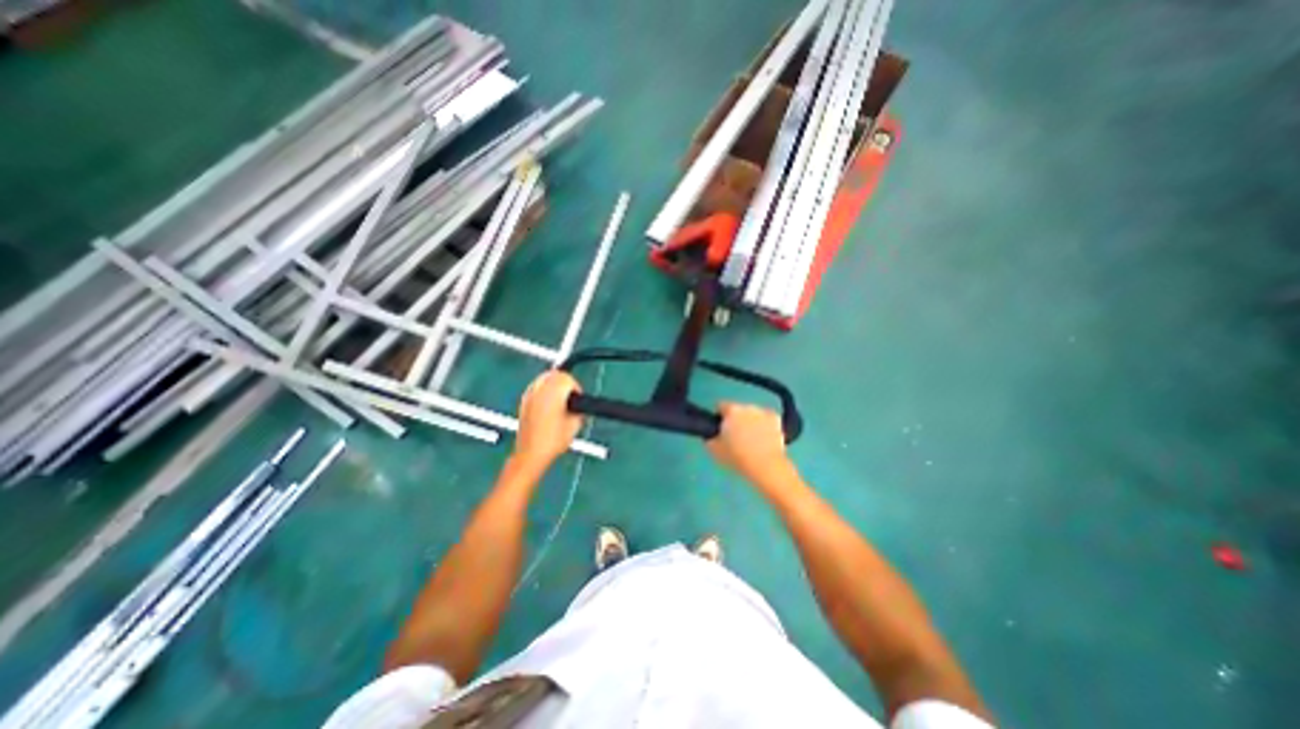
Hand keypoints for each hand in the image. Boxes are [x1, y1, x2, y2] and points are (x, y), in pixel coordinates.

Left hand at [515, 370, 584, 466]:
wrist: (531, 454)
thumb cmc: (554, 440)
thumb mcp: (575, 424)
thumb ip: (579, 408)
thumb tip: (579, 403)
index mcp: (553, 392)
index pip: (567, 378)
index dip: (576, 387)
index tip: (578, 399)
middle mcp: (539, 389)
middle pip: (554, 374)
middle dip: (565, 381)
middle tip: (571, 396)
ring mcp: (529, 394)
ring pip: (544, 377)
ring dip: (554, 383)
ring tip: (561, 399)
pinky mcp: (523, 401)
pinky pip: (536, 386)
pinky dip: (544, 389)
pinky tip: (549, 402)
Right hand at [706, 405, 787, 484]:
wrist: (766, 466)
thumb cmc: (737, 457)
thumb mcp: (714, 449)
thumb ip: (710, 437)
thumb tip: (712, 434)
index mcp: (731, 411)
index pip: (720, 406)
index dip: (719, 417)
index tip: (720, 429)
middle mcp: (748, 407)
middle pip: (738, 410)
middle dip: (735, 420)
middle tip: (735, 437)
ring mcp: (763, 412)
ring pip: (752, 414)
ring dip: (750, 422)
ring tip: (751, 440)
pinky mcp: (776, 420)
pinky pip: (766, 419)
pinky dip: (764, 426)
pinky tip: (763, 438)